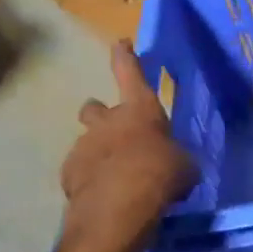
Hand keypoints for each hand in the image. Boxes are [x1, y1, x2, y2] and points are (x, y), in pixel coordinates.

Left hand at [59, 43, 196, 251]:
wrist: (118, 208)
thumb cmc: (160, 174)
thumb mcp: (183, 166)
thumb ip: (176, 158)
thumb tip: (175, 164)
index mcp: (139, 109)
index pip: (130, 72)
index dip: (126, 57)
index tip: (120, 43)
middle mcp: (108, 121)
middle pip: (95, 107)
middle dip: (101, 114)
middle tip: (113, 131)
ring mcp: (84, 146)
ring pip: (86, 141)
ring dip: (98, 152)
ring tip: (113, 175)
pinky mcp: (69, 173)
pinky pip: (79, 171)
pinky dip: (89, 179)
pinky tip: (102, 195)